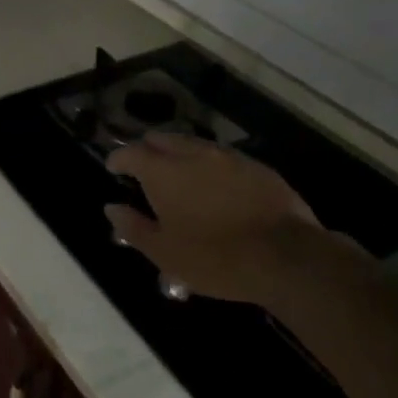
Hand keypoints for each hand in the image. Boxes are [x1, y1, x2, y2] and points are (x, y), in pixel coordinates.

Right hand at [104, 133, 360, 306]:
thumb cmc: (215, 258)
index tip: (113, 168)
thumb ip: (133, 227)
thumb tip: (112, 208)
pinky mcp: (256, 166)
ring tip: (177, 173)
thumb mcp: (165, 252)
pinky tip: (213, 183)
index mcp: (163, 172)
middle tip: (143, 167)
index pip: (131, 152)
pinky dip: (209, 164)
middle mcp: (192, 154)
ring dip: (179, 153)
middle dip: (148, 149)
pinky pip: (222, 157)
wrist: (286, 257)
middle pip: (162, 139)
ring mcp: (227, 157)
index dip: (118, 159)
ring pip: (193, 144)